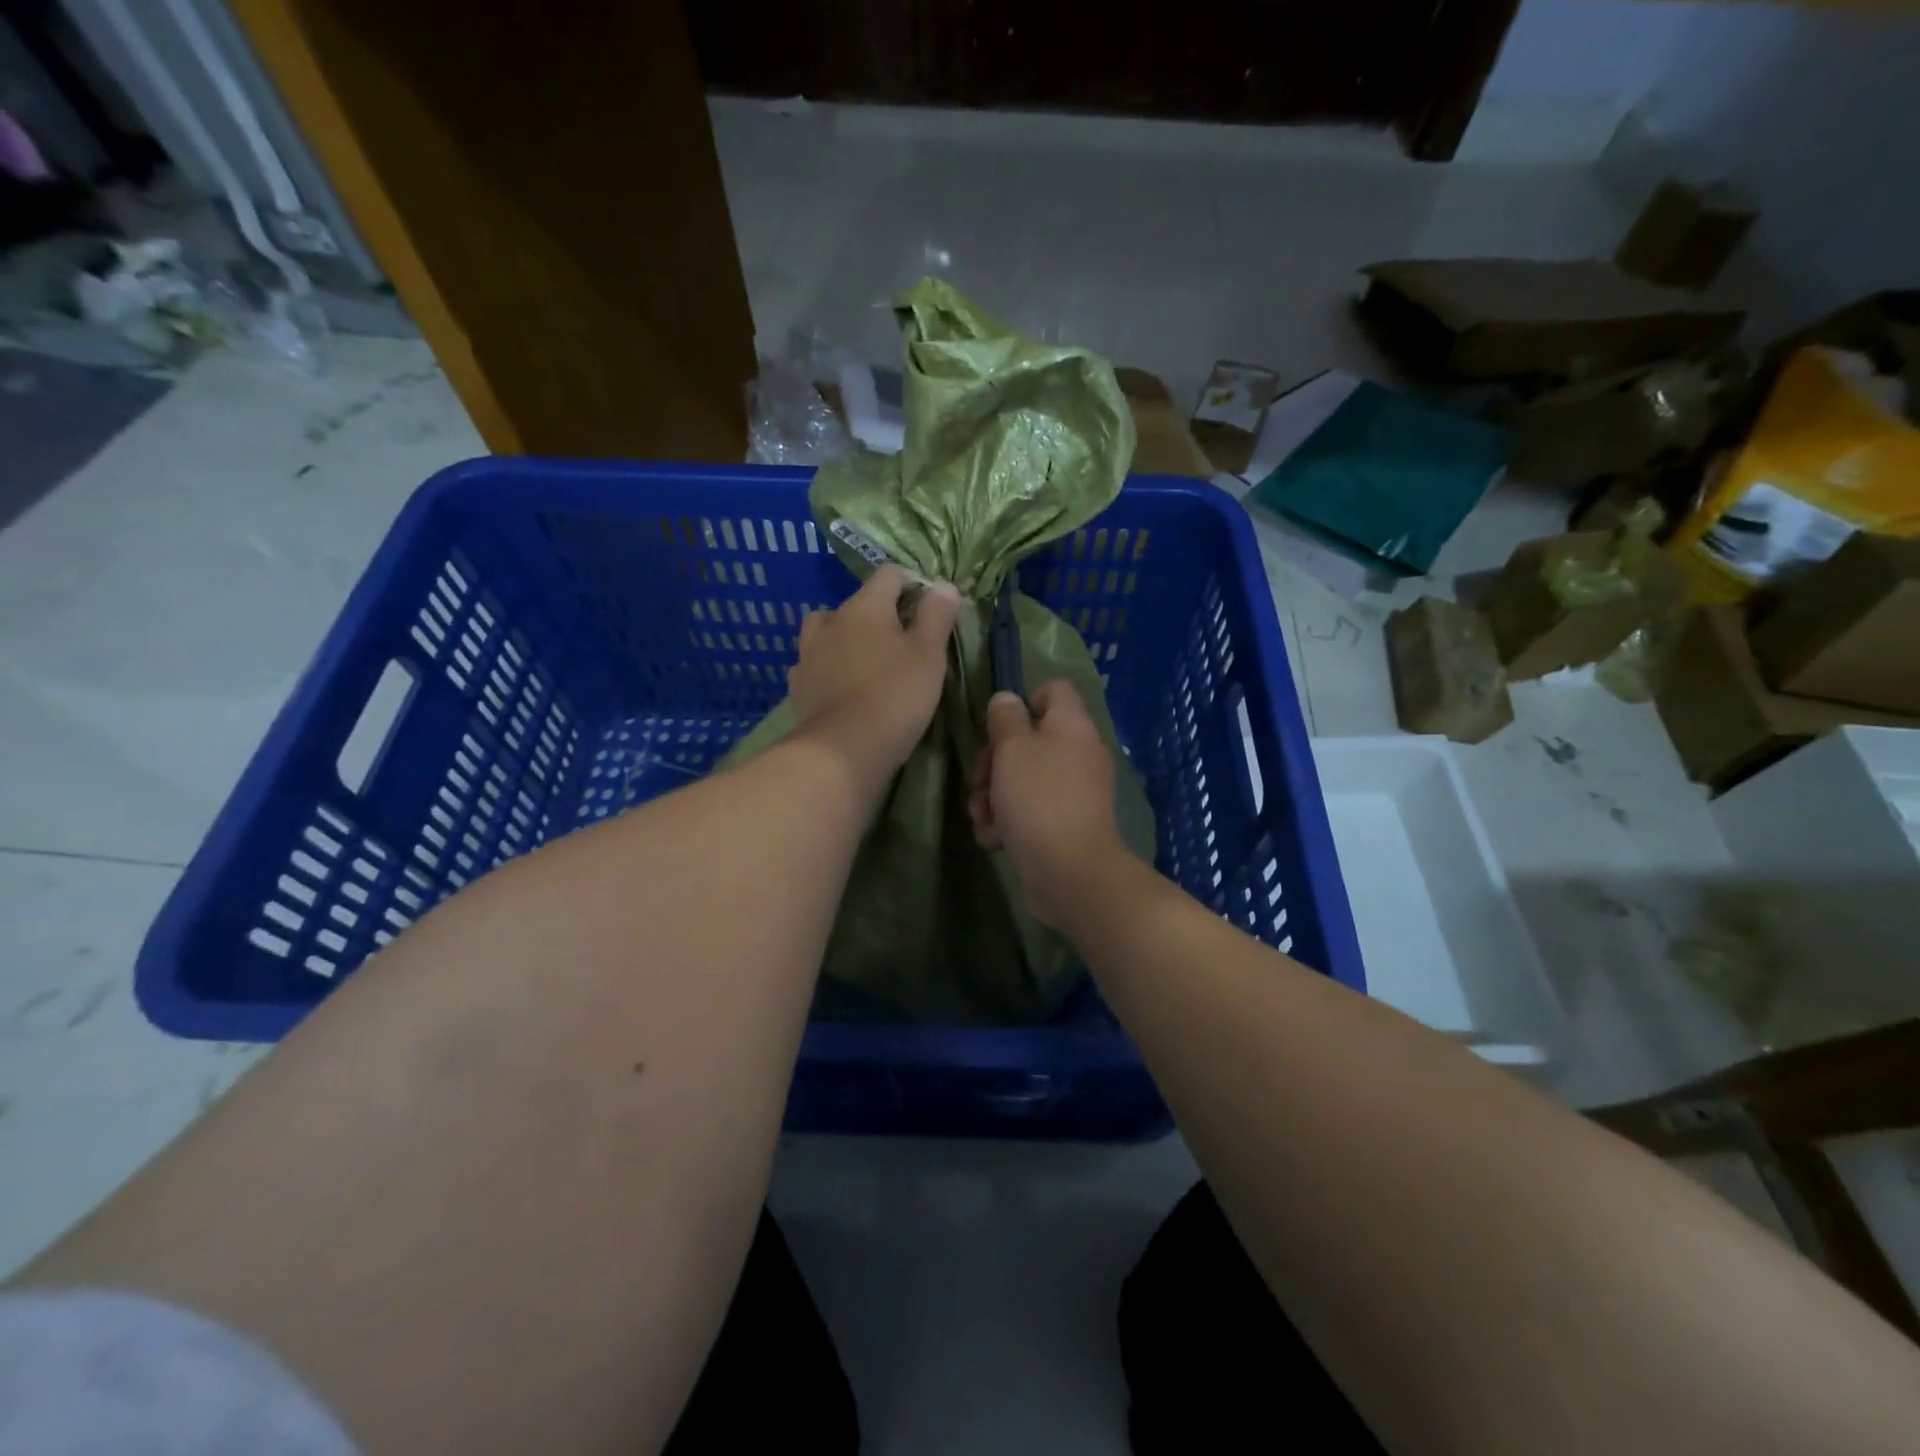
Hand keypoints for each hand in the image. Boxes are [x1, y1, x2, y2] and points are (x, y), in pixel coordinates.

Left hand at [788, 565, 962, 786]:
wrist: (842, 751)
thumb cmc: (895, 696)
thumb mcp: (929, 655)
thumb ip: (937, 616)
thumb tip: (944, 586)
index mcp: (864, 606)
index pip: (889, 575)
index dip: (912, 584)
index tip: (930, 609)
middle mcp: (830, 621)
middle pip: (857, 604)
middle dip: (879, 616)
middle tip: (903, 643)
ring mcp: (808, 653)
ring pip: (830, 633)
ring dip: (849, 640)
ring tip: (869, 664)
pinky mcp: (798, 686)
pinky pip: (817, 665)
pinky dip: (831, 669)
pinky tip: (844, 688)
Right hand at [969, 680, 1126, 927]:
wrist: (1070, 871)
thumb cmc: (1038, 799)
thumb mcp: (1012, 749)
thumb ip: (1005, 718)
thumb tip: (1007, 699)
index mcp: (1072, 725)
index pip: (1052, 690)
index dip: (1021, 702)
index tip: (998, 729)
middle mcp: (1078, 753)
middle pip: (1029, 739)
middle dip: (995, 760)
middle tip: (981, 779)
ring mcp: (1074, 792)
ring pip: (1022, 779)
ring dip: (994, 796)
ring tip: (983, 817)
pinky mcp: (1064, 825)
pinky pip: (1030, 811)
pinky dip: (1010, 822)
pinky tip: (995, 839)